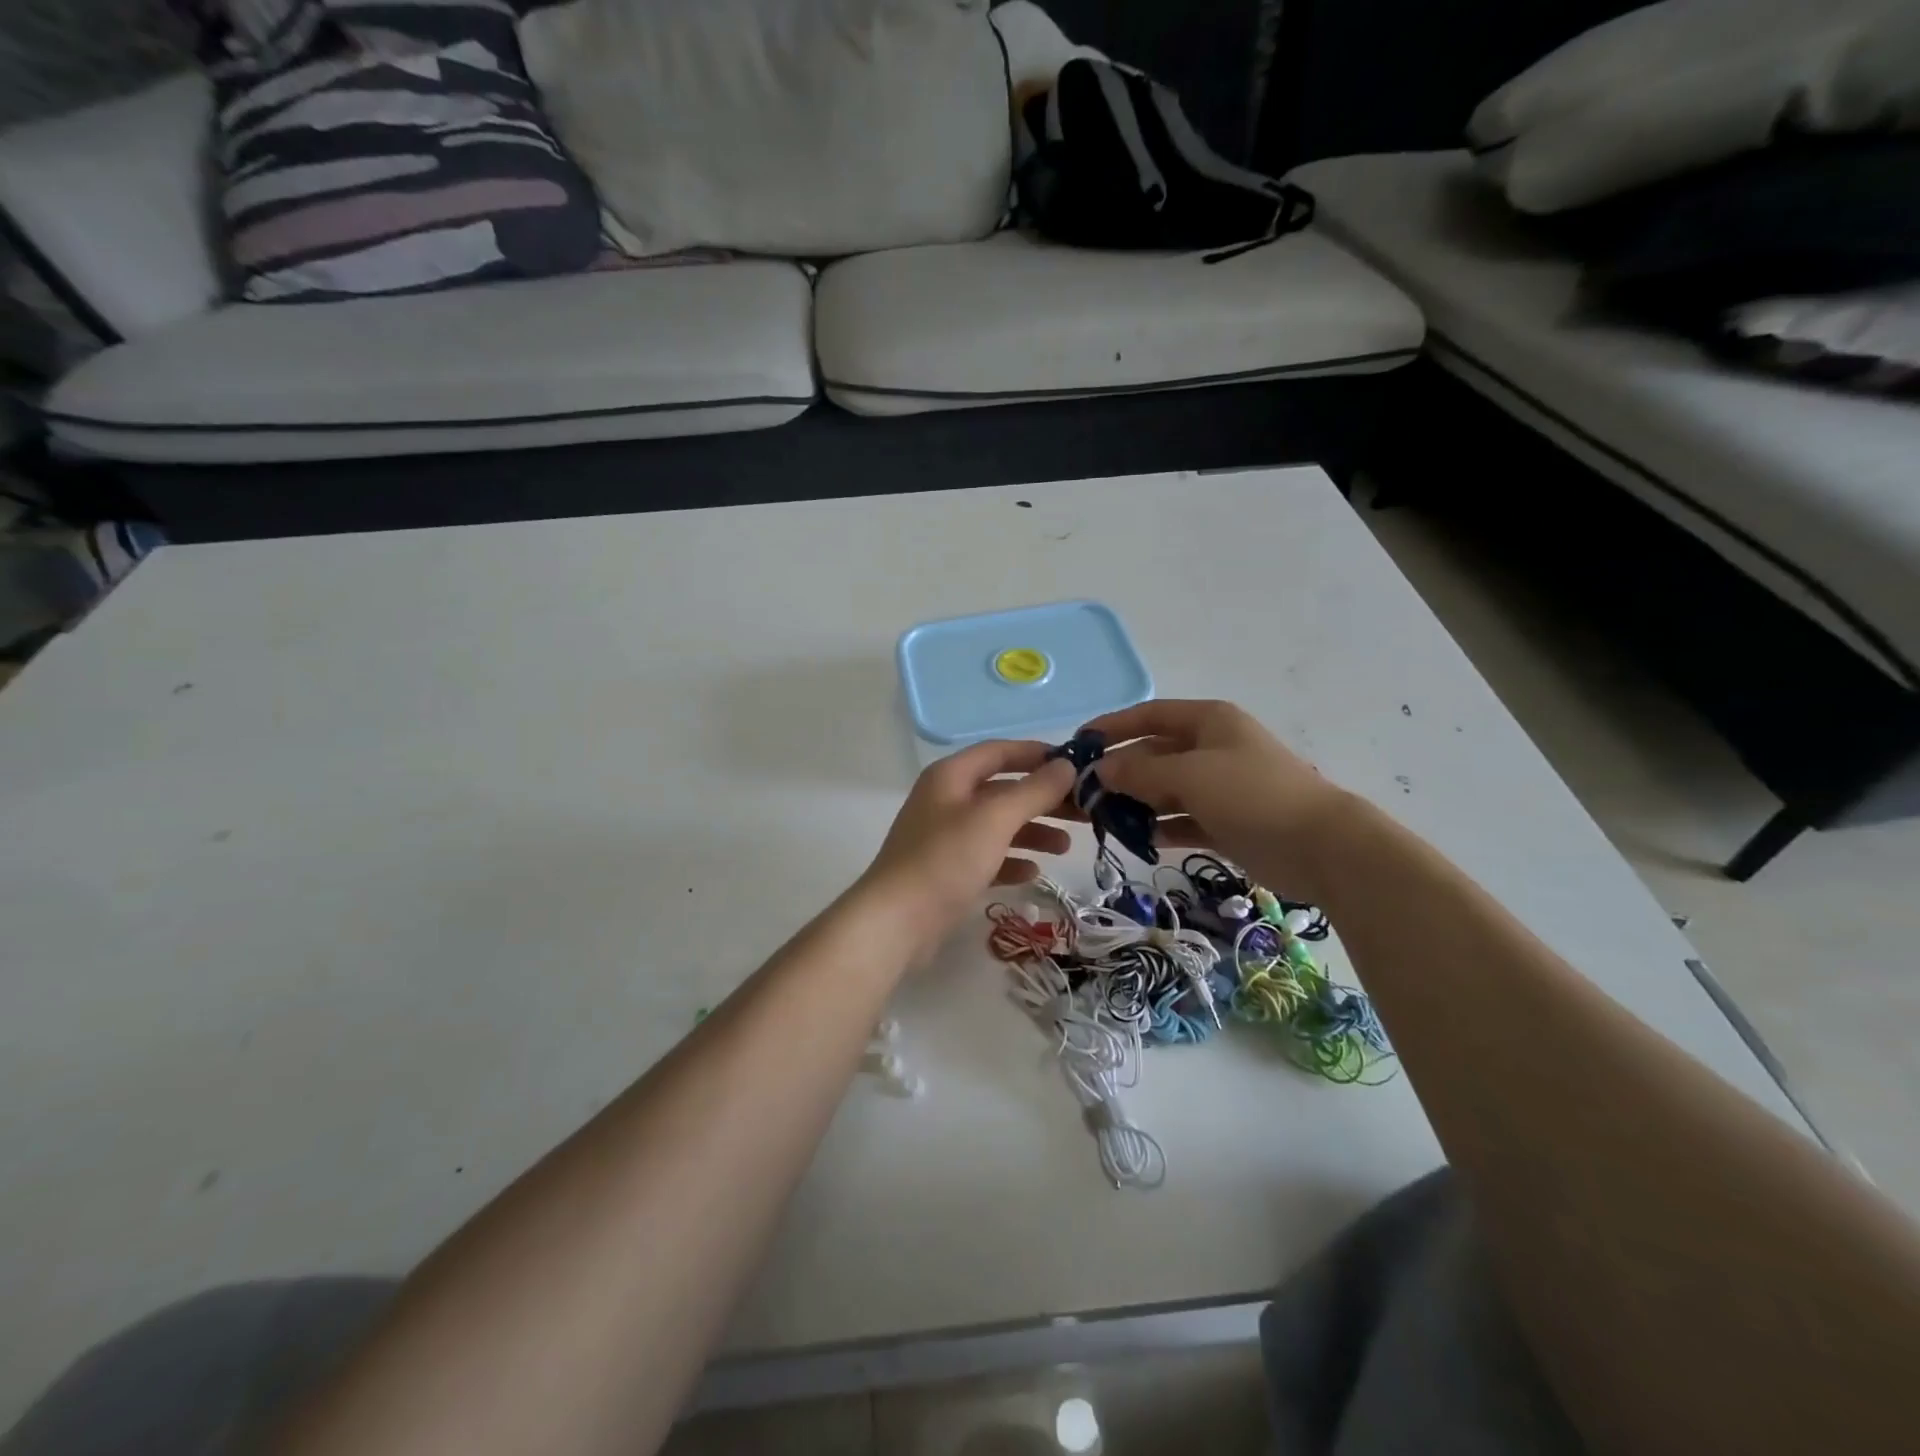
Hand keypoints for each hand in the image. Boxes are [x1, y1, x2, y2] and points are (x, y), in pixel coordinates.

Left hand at [856, 741, 1076, 953]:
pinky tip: (1033, 872)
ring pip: (998, 824)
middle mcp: (947, 800)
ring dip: (1033, 831)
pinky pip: (988, 856)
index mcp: (951, 776)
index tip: (1075, 765)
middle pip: (1004, 790)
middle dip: (1044, 798)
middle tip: (1085, 811)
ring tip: (1066, 846)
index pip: (1000, 752)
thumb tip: (1065, 766)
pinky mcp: (948, 870)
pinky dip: (1011, 860)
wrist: (896, 922)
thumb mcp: (994, 819)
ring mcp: (945, 837)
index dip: (1037, 755)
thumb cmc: (946, 860)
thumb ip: (1033, 790)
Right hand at [1079, 700, 1353, 901]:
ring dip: (1134, 802)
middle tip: (1082, 793)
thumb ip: (1140, 770)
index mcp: (1208, 721)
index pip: (1149, 716)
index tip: (1078, 743)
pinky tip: (1134, 839)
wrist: (1320, 846)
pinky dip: (1158, 827)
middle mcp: (1211, 748)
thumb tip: (1100, 769)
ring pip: (1164, 790)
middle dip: (1119, 771)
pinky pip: (1180, 819)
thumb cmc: (1251, 793)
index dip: (1113, 726)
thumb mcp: (1190, 774)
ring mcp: (1219, 786)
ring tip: (1100, 820)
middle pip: (1154, 754)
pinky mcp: (1225, 822)